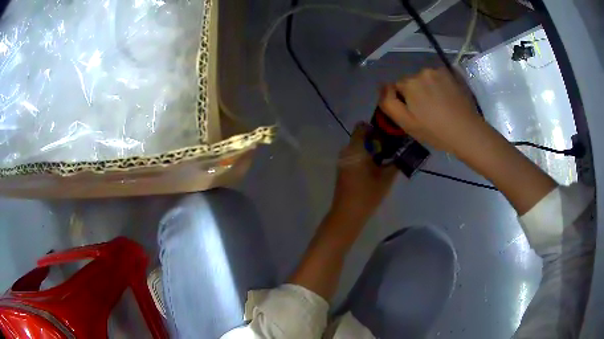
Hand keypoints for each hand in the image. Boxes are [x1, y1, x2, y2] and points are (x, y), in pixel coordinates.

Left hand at [331, 123, 397, 223]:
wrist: (347, 214)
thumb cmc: (367, 194)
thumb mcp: (386, 178)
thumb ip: (395, 162)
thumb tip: (403, 152)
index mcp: (356, 149)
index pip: (362, 127)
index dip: (375, 129)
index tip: (387, 137)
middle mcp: (346, 151)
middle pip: (360, 137)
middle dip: (375, 141)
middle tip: (390, 150)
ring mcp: (342, 161)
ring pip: (357, 148)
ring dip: (370, 151)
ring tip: (384, 161)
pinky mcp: (342, 170)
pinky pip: (354, 157)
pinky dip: (364, 158)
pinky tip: (374, 170)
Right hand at [378, 68, 485, 156]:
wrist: (467, 132)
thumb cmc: (435, 131)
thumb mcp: (406, 123)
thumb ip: (388, 103)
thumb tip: (382, 87)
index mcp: (409, 83)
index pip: (396, 88)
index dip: (403, 101)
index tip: (414, 115)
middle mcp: (422, 72)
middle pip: (411, 82)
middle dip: (415, 93)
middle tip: (427, 112)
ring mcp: (439, 71)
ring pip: (425, 79)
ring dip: (427, 89)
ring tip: (439, 106)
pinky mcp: (451, 75)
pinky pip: (438, 78)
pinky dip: (439, 86)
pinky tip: (447, 99)